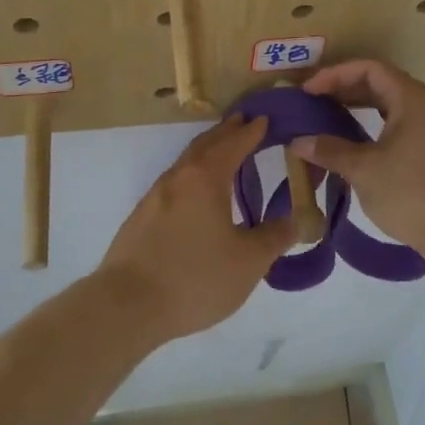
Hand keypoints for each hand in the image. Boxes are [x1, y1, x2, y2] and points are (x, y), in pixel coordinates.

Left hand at [98, 114, 292, 339]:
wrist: (127, 305)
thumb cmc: (195, 278)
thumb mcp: (248, 262)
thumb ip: (274, 237)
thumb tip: (296, 219)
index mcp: (205, 179)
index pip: (233, 144)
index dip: (251, 131)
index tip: (264, 118)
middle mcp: (178, 178)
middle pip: (205, 145)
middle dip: (226, 132)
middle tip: (243, 122)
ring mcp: (155, 197)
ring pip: (186, 163)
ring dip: (206, 151)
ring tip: (222, 152)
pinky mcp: (141, 218)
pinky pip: (174, 183)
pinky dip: (191, 174)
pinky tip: (195, 194)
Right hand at [291, 59, 424, 267]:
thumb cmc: (412, 194)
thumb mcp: (364, 170)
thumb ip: (330, 150)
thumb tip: (298, 142)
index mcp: (412, 98)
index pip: (369, 68)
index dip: (335, 74)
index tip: (308, 91)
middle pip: (382, 82)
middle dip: (345, 88)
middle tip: (314, 102)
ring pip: (392, 104)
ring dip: (360, 107)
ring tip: (329, 118)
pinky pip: (402, 123)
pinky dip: (376, 124)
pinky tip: (358, 142)